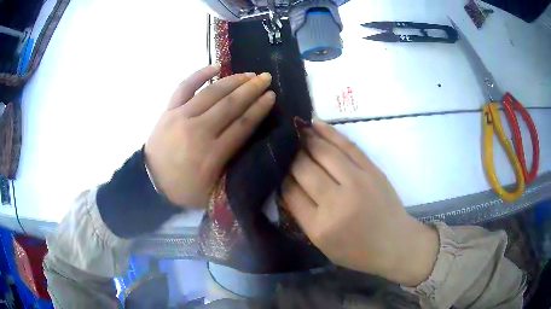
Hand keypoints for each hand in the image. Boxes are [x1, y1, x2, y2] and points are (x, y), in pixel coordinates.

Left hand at [145, 65, 274, 207]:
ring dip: (233, 80)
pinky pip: (184, 87)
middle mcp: (198, 132)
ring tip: (248, 74)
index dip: (259, 109)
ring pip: (211, 93)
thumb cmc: (184, 189)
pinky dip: (199, 75)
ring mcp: (181, 117)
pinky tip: (215, 67)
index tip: (272, 96)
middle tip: (266, 78)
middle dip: (251, 90)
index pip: (242, 125)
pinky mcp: (168, 111)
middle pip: (230, 105)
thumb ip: (233, 170)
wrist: (150, 183)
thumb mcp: (214, 192)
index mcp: (211, 155)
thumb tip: (252, 145)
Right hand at [282, 120, 438, 286]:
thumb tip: (286, 185)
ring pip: (323, 152)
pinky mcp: (371, 170)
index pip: (290, 192)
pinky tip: (315, 124)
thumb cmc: (357, 250)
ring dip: (305, 139)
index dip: (281, 177)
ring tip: (295, 131)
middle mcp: (336, 202)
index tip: (277, 168)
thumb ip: (302, 216)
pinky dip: (329, 132)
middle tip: (283, 148)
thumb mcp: (322, 244)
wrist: (394, 243)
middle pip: (304, 169)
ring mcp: (356, 182)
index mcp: (319, 226)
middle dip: (290, 157)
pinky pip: (347, 146)